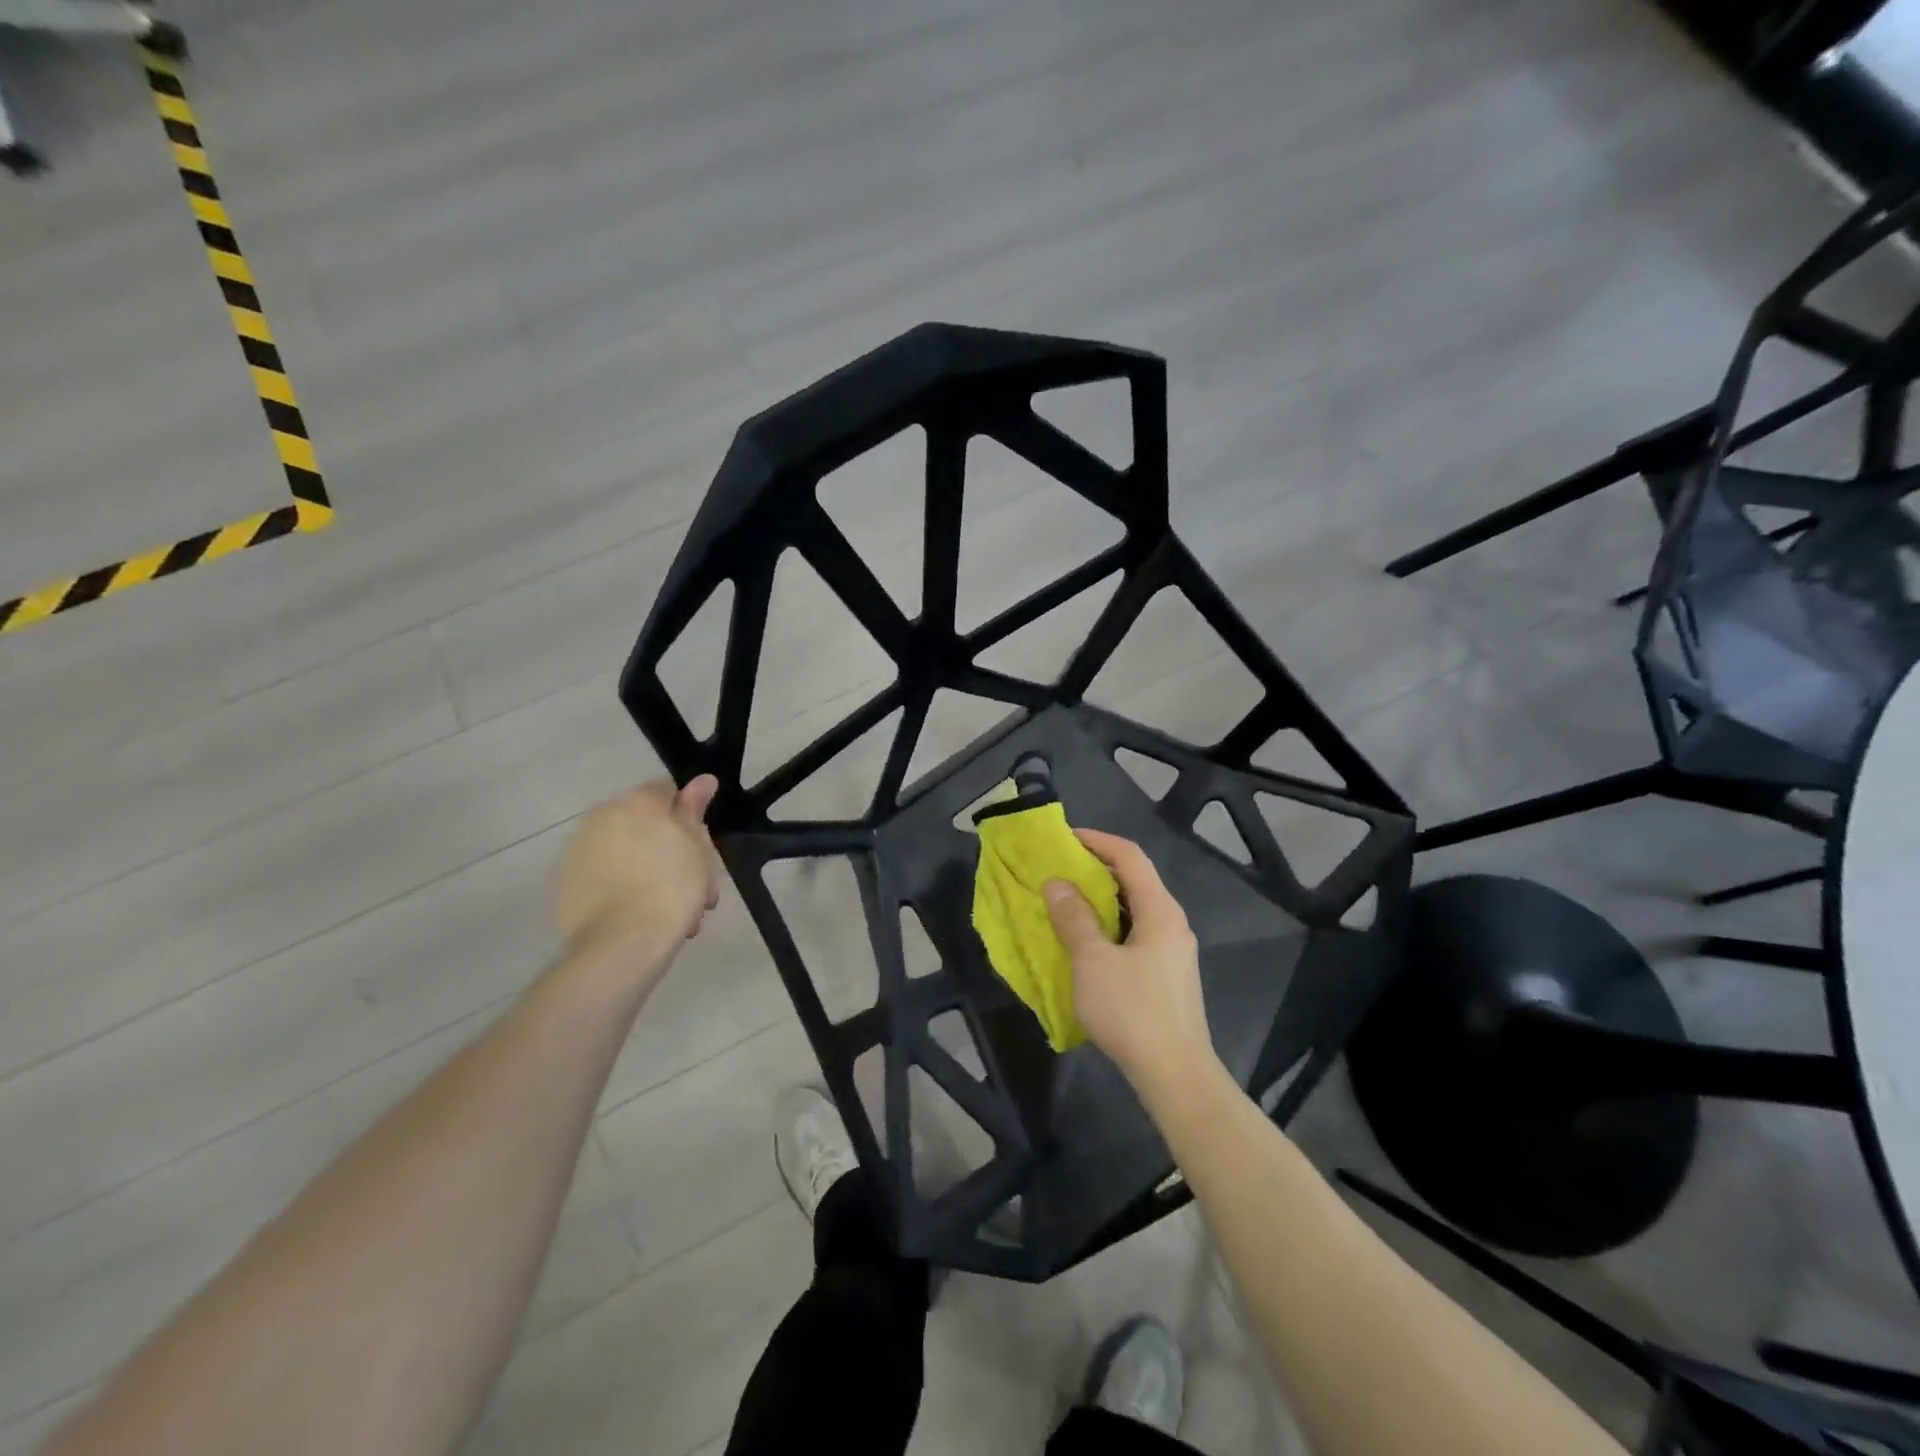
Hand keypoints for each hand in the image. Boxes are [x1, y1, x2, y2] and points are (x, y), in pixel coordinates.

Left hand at [552, 776, 720, 961]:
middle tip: (695, 885)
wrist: (622, 944)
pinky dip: (623, 888)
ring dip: (650, 871)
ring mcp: (578, 849)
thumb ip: (694, 809)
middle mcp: (602, 815)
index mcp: (637, 801)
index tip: (702, 847)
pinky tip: (641, 915)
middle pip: (645, 824)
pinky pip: (604, 876)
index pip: (669, 791)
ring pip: (626, 852)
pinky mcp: (565, 882)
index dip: (690, 817)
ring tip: (673, 910)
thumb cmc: (672, 887)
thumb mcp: (697, 847)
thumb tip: (702, 780)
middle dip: (671, 849)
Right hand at [1044, 829, 1218, 1097]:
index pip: (1130, 857)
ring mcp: (1173, 951)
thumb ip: (1074, 919)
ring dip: (1100, 901)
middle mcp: (1172, 924)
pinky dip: (1109, 927)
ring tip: (1065, 902)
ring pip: (1134, 910)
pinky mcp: (1167, 976)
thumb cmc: (1132, 1011)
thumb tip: (1057, 884)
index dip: (1097, 841)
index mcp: (1160, 911)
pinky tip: (1086, 943)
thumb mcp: (1093, 961)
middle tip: (1059, 869)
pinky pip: (1135, 935)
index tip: (1064, 837)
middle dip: (1096, 870)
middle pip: (1134, 881)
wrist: (1175, 1075)